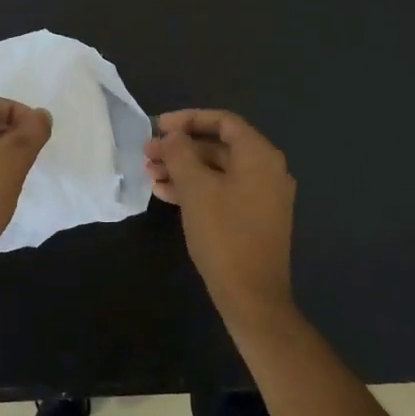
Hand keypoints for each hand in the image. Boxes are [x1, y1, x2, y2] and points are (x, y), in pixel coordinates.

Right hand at [144, 109, 295, 321]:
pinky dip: (196, 189)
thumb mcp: (195, 189)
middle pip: (218, 146)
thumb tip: (172, 136)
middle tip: (147, 155)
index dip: (188, 119)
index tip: (158, 127)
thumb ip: (180, 153)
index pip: (223, 121)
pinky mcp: (254, 218)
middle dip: (180, 149)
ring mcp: (263, 196)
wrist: (252, 296)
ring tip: (150, 176)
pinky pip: (223, 191)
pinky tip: (165, 195)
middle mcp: (267, 170)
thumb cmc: (224, 234)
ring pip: (217, 171)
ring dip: (183, 170)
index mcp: (260, 155)